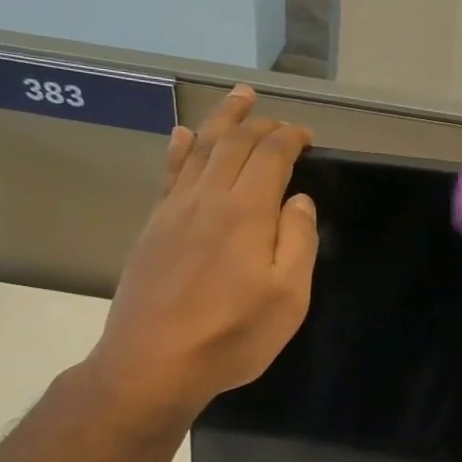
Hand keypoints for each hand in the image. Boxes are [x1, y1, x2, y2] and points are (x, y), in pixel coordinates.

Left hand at [82, 87, 316, 424]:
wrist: (154, 363)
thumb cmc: (233, 336)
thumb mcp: (289, 297)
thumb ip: (298, 240)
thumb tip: (298, 200)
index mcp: (247, 212)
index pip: (271, 155)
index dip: (290, 138)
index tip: (307, 137)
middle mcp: (209, 199)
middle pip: (234, 143)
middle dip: (259, 122)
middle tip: (278, 116)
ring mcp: (175, 211)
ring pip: (200, 149)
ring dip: (222, 120)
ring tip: (238, 98)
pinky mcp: (153, 228)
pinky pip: (169, 174)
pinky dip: (180, 148)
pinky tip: (183, 136)